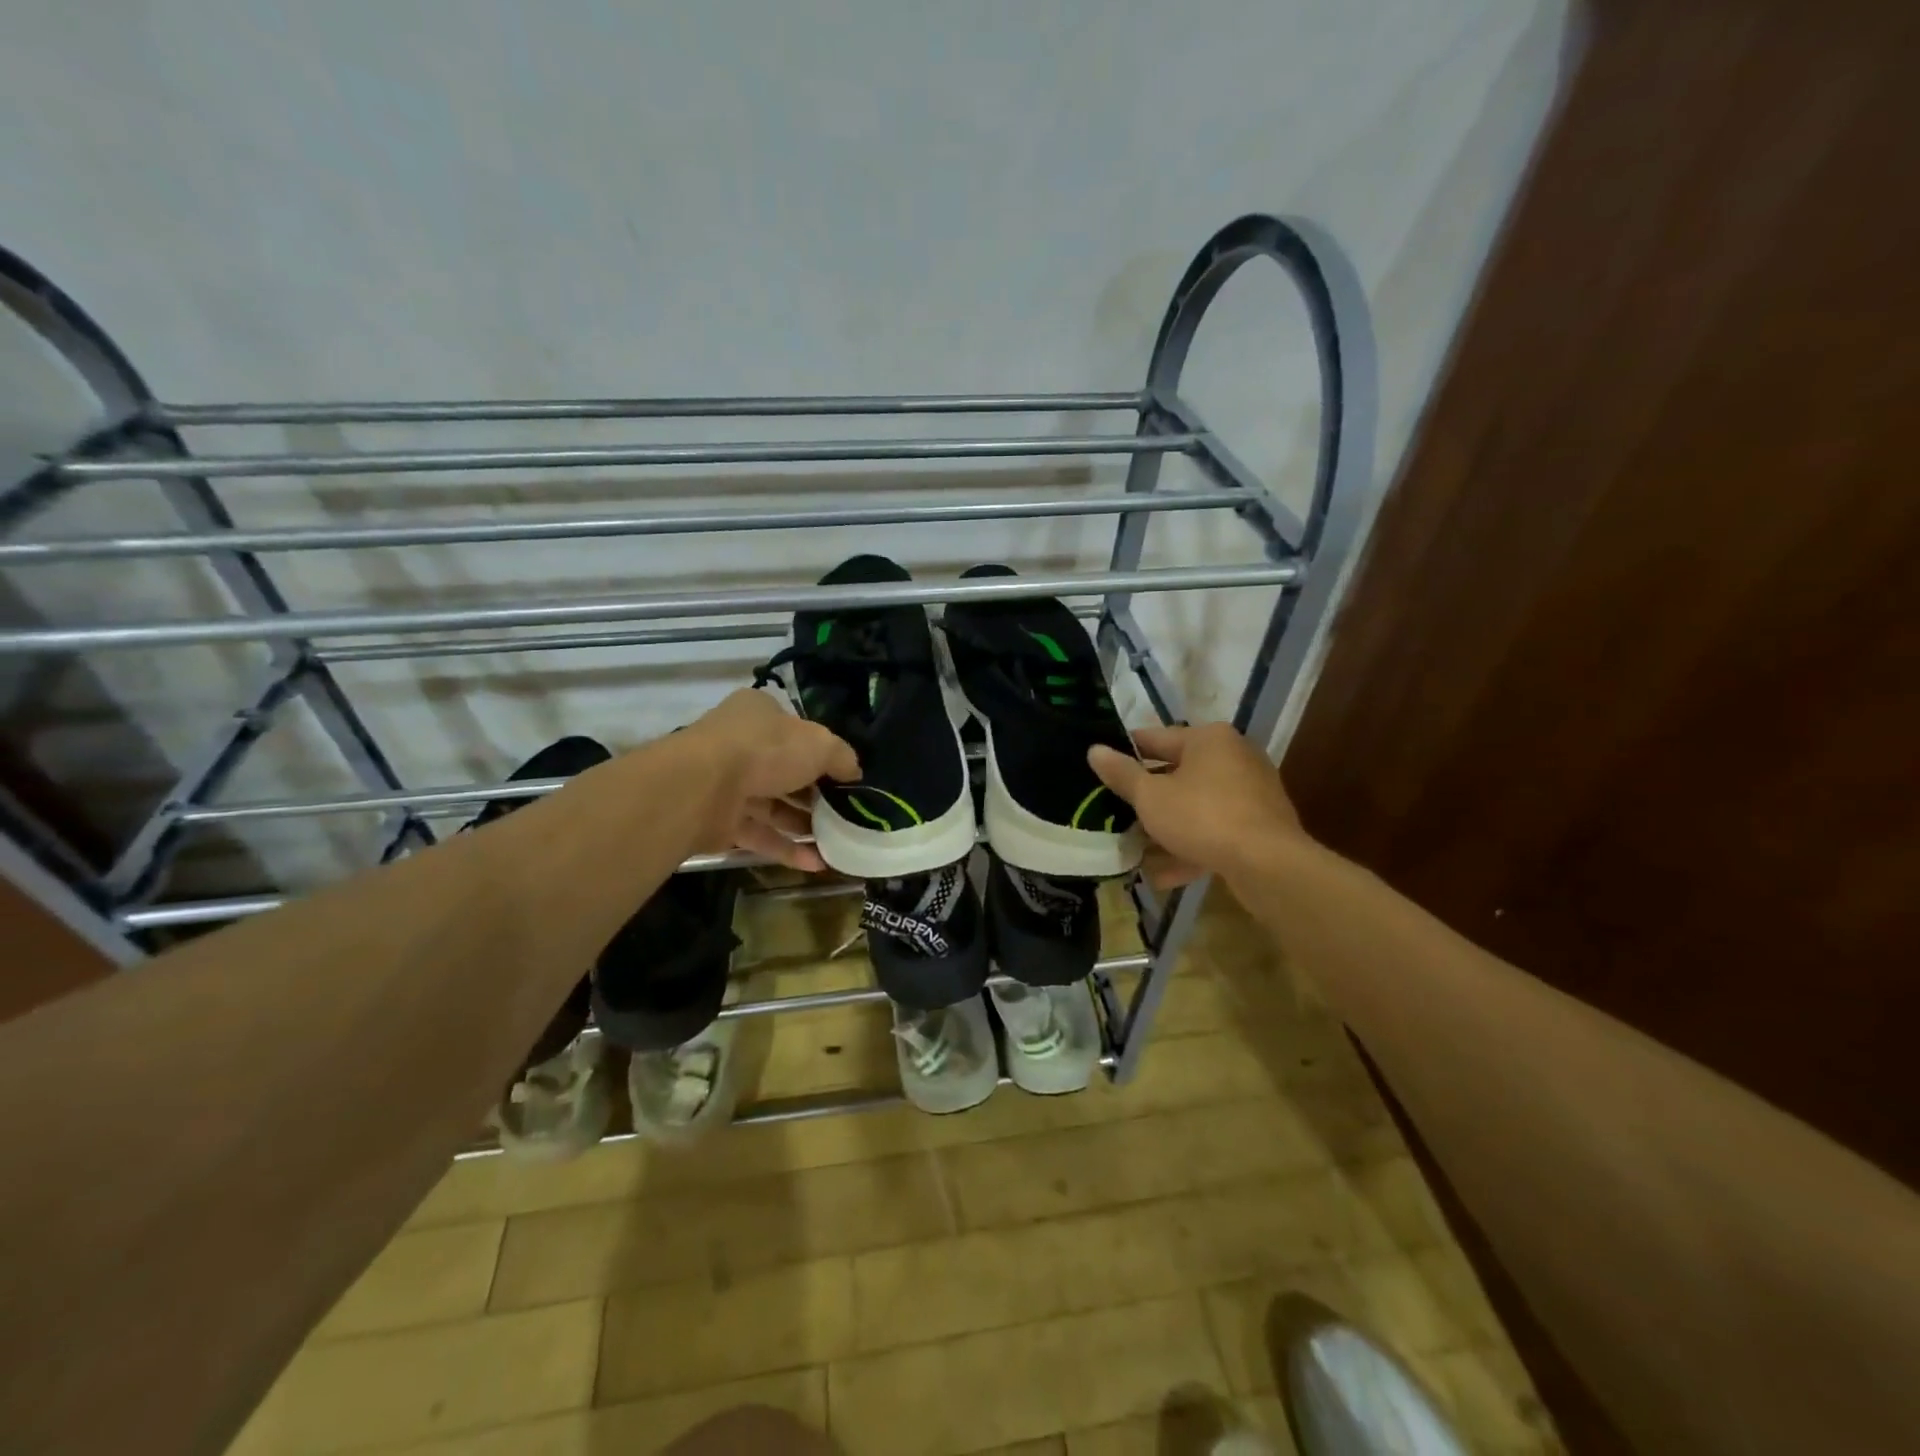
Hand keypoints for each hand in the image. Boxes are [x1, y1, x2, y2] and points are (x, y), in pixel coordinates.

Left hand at [689, 688, 859, 871]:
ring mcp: (726, 784)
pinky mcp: (718, 821)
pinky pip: (758, 834)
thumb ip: (842, 758)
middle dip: (815, 795)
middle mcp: (740, 745)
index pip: (795, 731)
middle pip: (784, 771)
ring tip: (837, 843)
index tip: (845, 777)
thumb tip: (854, 773)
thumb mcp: (820, 744)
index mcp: (760, 714)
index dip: (821, 753)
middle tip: (845, 814)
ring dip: (803, 825)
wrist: (703, 786)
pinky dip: (785, 848)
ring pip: (771, 806)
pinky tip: (816, 864)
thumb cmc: (766, 750)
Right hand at [1088, 723, 1306, 888]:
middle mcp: (1234, 757)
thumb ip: (1122, 774)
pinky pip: (1214, 830)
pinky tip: (1163, 875)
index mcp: (1208, 739)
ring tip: (1135, 849)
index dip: (1125, 752)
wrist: (1268, 864)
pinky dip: (1190, 847)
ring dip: (1166, 828)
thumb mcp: (1151, 796)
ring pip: (1195, 806)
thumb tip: (1094, 750)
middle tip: (1114, 812)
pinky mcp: (1259, 825)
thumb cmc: (1202, 817)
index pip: (1155, 738)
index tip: (1101, 766)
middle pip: (1177, 774)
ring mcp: (1251, 792)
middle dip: (1146, 798)